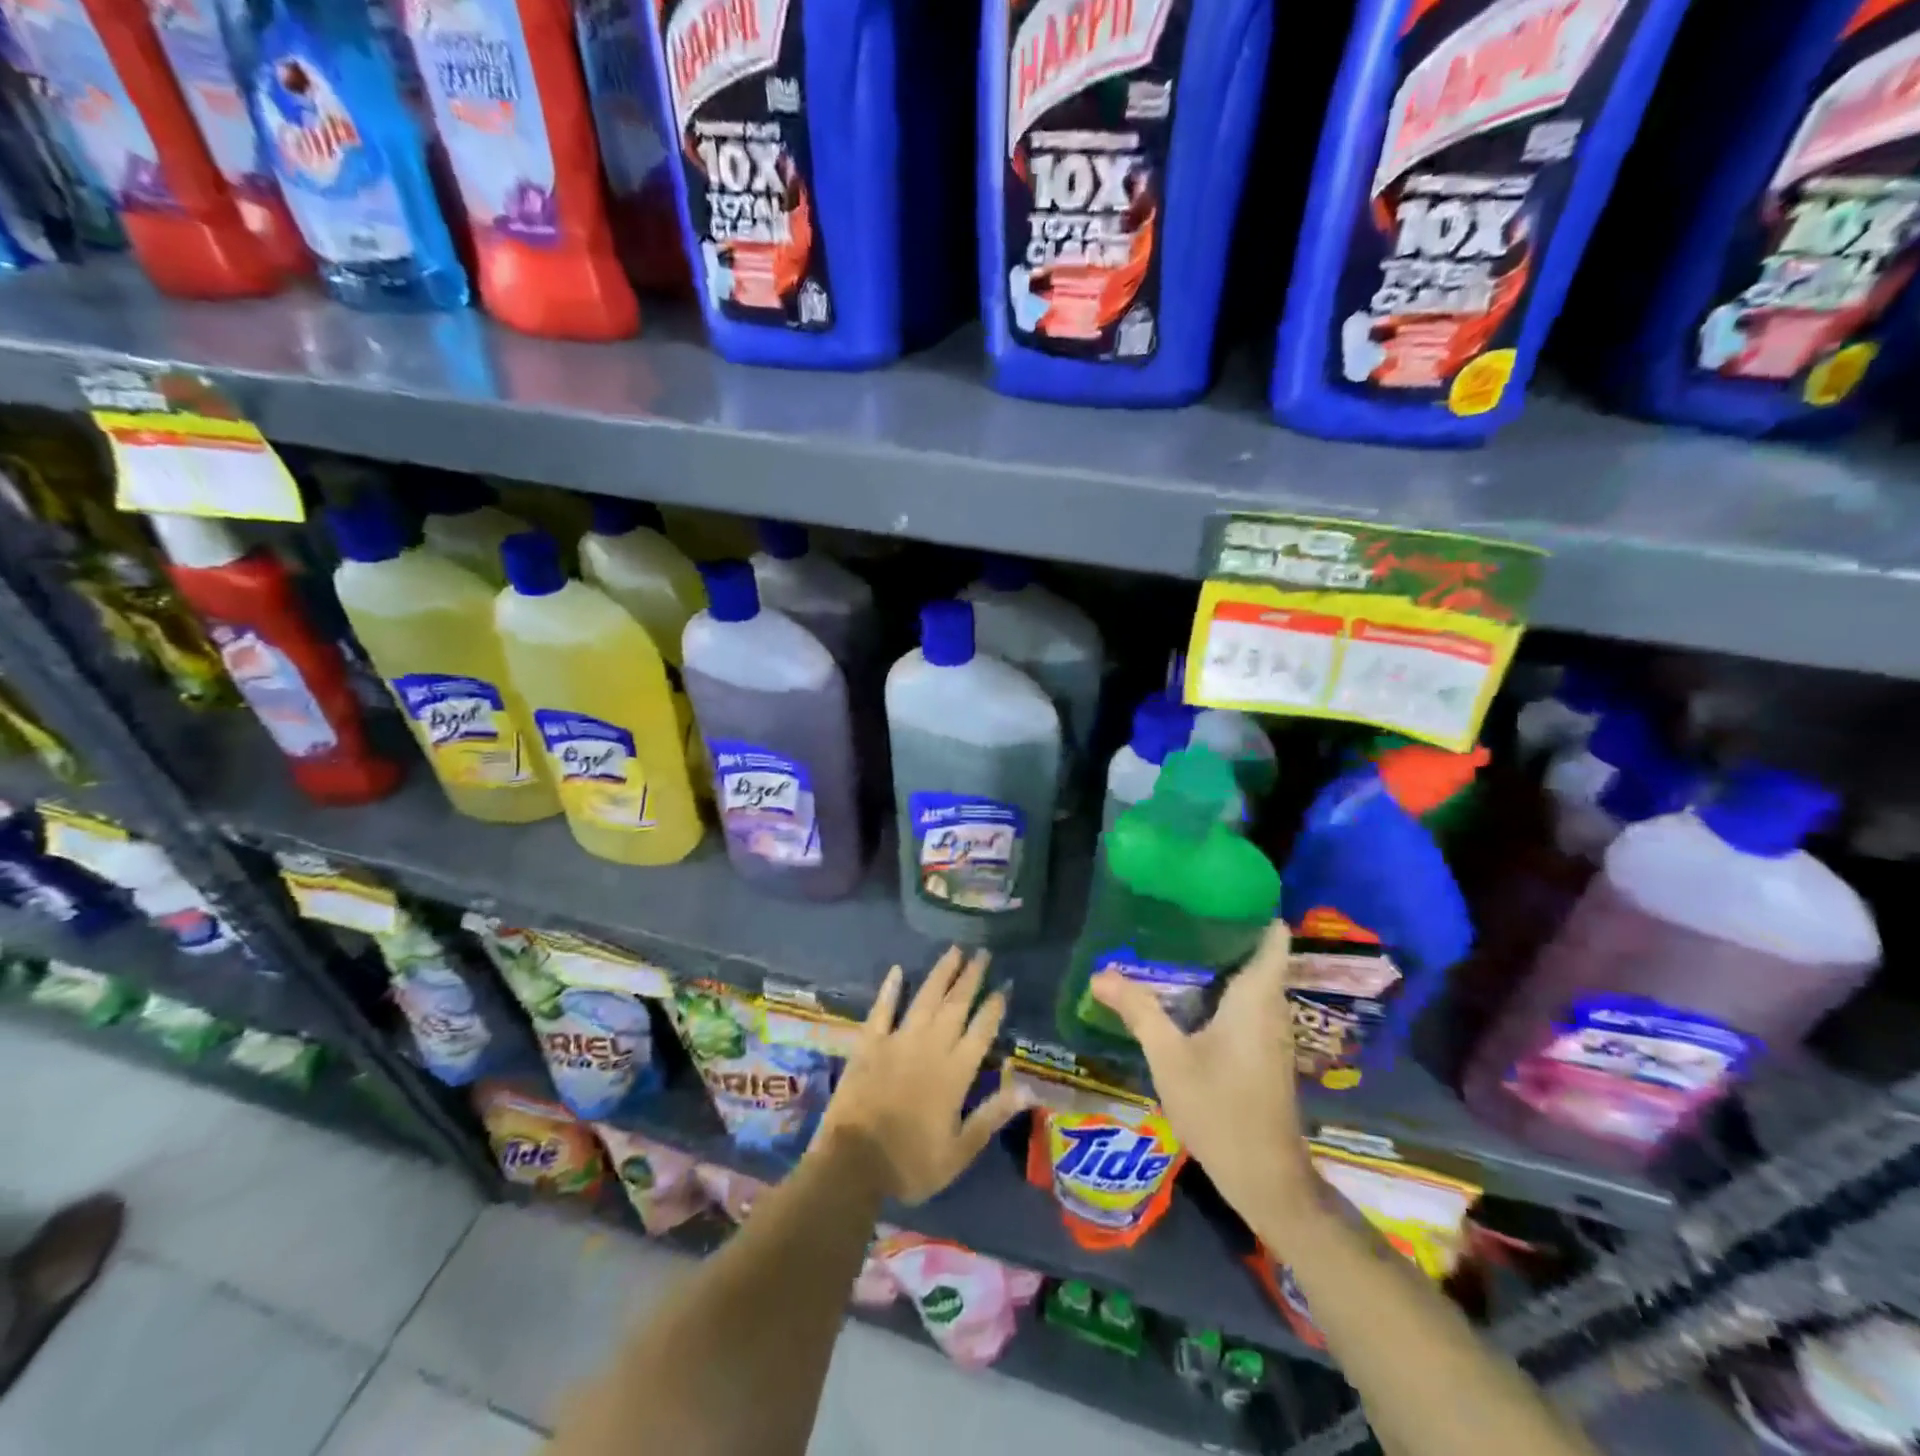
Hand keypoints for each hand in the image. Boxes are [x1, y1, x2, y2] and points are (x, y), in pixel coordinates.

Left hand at [812, 946, 1028, 1205]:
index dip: (994, 1006)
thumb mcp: (959, 1151)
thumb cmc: (911, 1163)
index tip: (1004, 985)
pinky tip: (897, 970)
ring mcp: (898, 1040)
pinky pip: (882, 1009)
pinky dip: (890, 989)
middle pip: (956, 1005)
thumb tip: (1027, 1088)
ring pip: (925, 998)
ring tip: (954, 951)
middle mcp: (931, 1046)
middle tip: (982, 952)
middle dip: (971, 978)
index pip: (982, 1030)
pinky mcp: (869, 1043)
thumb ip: (992, 1115)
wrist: (853, 1164)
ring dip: (941, 974)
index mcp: (956, 1072)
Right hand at [1090, 920, 1316, 1226]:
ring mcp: (1271, 1029)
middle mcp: (1271, 1005)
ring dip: (1218, 958)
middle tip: (1176, 908)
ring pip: (1250, 976)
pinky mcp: (1264, 1048)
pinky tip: (1185, 989)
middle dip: (1220, 927)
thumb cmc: (1221, 1110)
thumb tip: (1099, 973)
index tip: (1211, 887)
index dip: (1249, 905)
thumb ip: (1137, 1010)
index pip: (1271, 933)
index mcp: (1257, 996)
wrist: (1265, 1178)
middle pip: (1255, 950)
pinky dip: (1220, 985)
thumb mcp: (1169, 1057)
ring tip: (1173, 939)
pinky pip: (1246, 999)